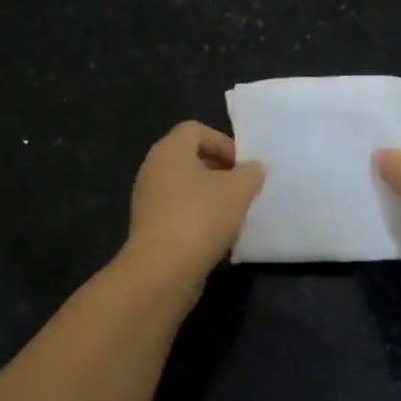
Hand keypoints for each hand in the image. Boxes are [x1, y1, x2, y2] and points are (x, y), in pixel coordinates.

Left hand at [123, 121, 266, 285]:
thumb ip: (251, 172)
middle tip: (241, 188)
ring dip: (210, 196)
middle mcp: (153, 169)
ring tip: (232, 213)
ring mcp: (148, 200)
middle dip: (219, 170)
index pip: (195, 129)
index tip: (242, 166)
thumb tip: (253, 168)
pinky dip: (197, 217)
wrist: (162, 270)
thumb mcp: (239, 190)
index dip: (223, 142)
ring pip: (184, 186)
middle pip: (189, 157)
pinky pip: (178, 211)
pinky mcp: (149, 227)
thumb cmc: (201, 217)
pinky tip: (215, 235)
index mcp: (170, 150)